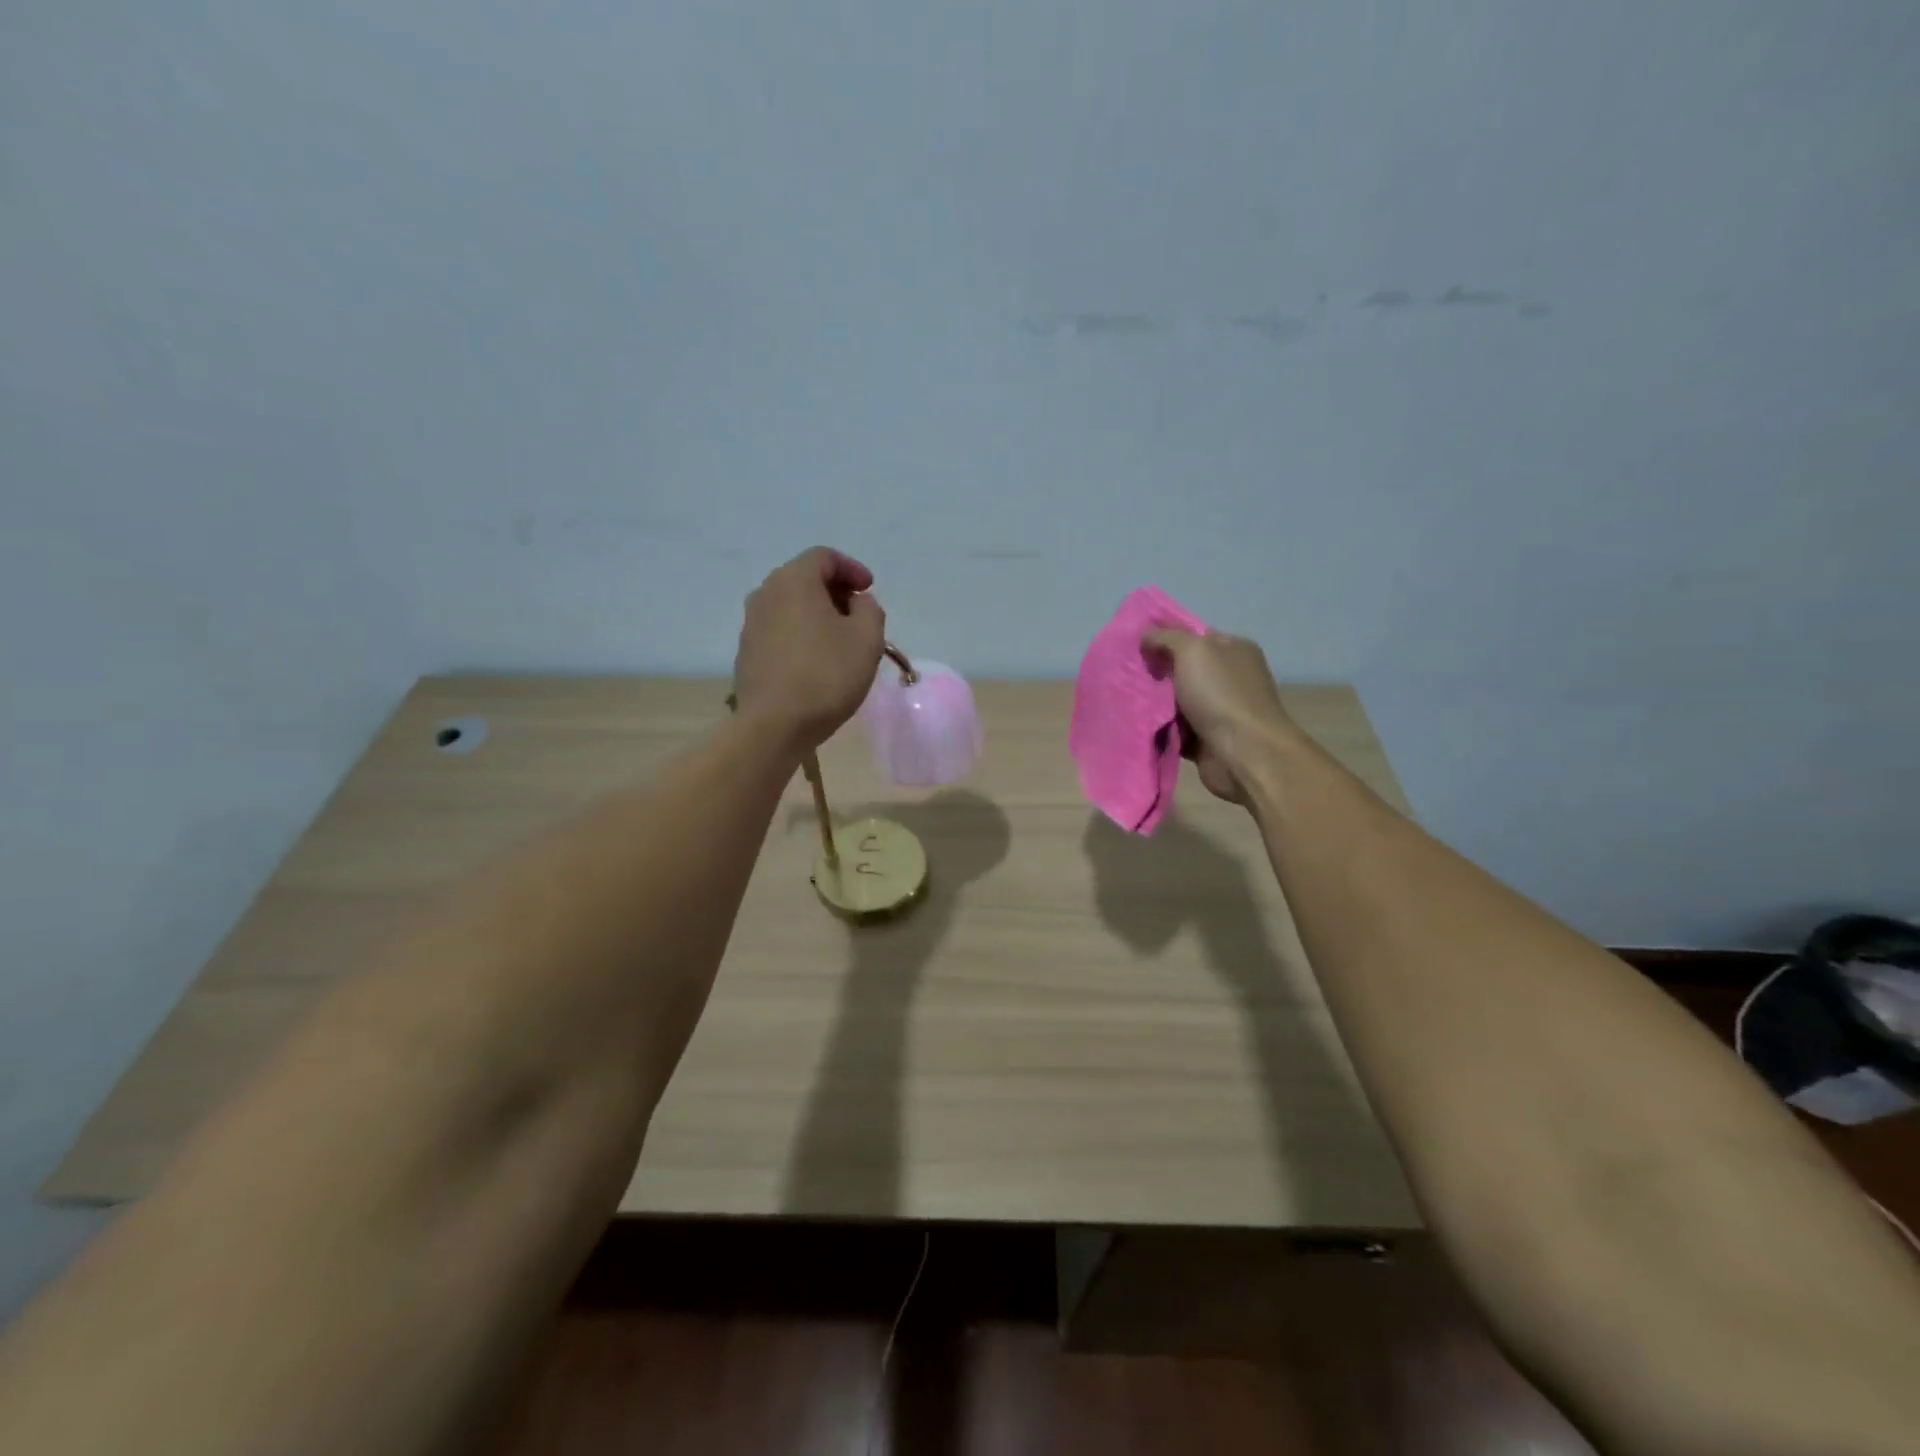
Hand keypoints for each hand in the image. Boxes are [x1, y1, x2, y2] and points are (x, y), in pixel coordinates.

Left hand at [733, 548, 885, 752]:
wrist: (775, 725)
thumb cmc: (827, 675)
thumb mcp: (867, 638)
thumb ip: (869, 609)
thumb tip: (856, 603)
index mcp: (793, 580)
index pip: (824, 557)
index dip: (852, 568)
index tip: (869, 590)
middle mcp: (765, 593)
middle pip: (804, 578)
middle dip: (835, 591)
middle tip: (858, 615)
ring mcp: (751, 624)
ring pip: (790, 606)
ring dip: (817, 614)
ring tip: (840, 641)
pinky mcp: (747, 652)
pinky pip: (779, 630)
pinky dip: (800, 634)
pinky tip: (816, 661)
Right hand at [1141, 628, 1297, 803]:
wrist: (1244, 754)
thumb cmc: (1221, 695)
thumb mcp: (1193, 651)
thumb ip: (1166, 638)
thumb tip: (1146, 637)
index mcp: (1233, 650)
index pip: (1195, 636)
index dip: (1165, 637)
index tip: (1135, 644)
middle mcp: (1229, 677)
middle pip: (1183, 669)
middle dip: (1156, 672)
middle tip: (1125, 674)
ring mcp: (1219, 710)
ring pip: (1176, 701)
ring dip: (1154, 703)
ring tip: (1123, 699)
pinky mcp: (1207, 739)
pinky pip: (1175, 729)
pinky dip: (1159, 729)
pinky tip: (1137, 724)